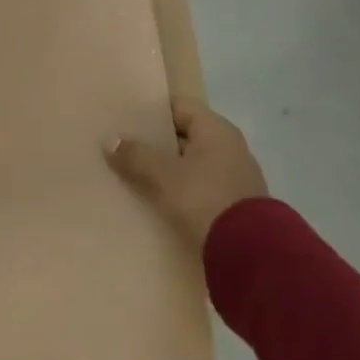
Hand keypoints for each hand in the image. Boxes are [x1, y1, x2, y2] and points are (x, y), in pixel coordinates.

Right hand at [105, 98, 268, 247]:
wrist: (249, 253)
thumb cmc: (205, 198)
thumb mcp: (163, 175)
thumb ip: (135, 156)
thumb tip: (110, 141)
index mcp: (216, 130)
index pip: (179, 106)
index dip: (152, 110)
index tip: (126, 116)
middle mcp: (229, 147)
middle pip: (185, 135)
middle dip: (155, 141)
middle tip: (123, 144)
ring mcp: (234, 176)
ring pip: (191, 163)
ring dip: (166, 167)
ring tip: (133, 171)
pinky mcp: (234, 204)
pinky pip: (199, 186)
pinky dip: (179, 188)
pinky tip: (156, 197)